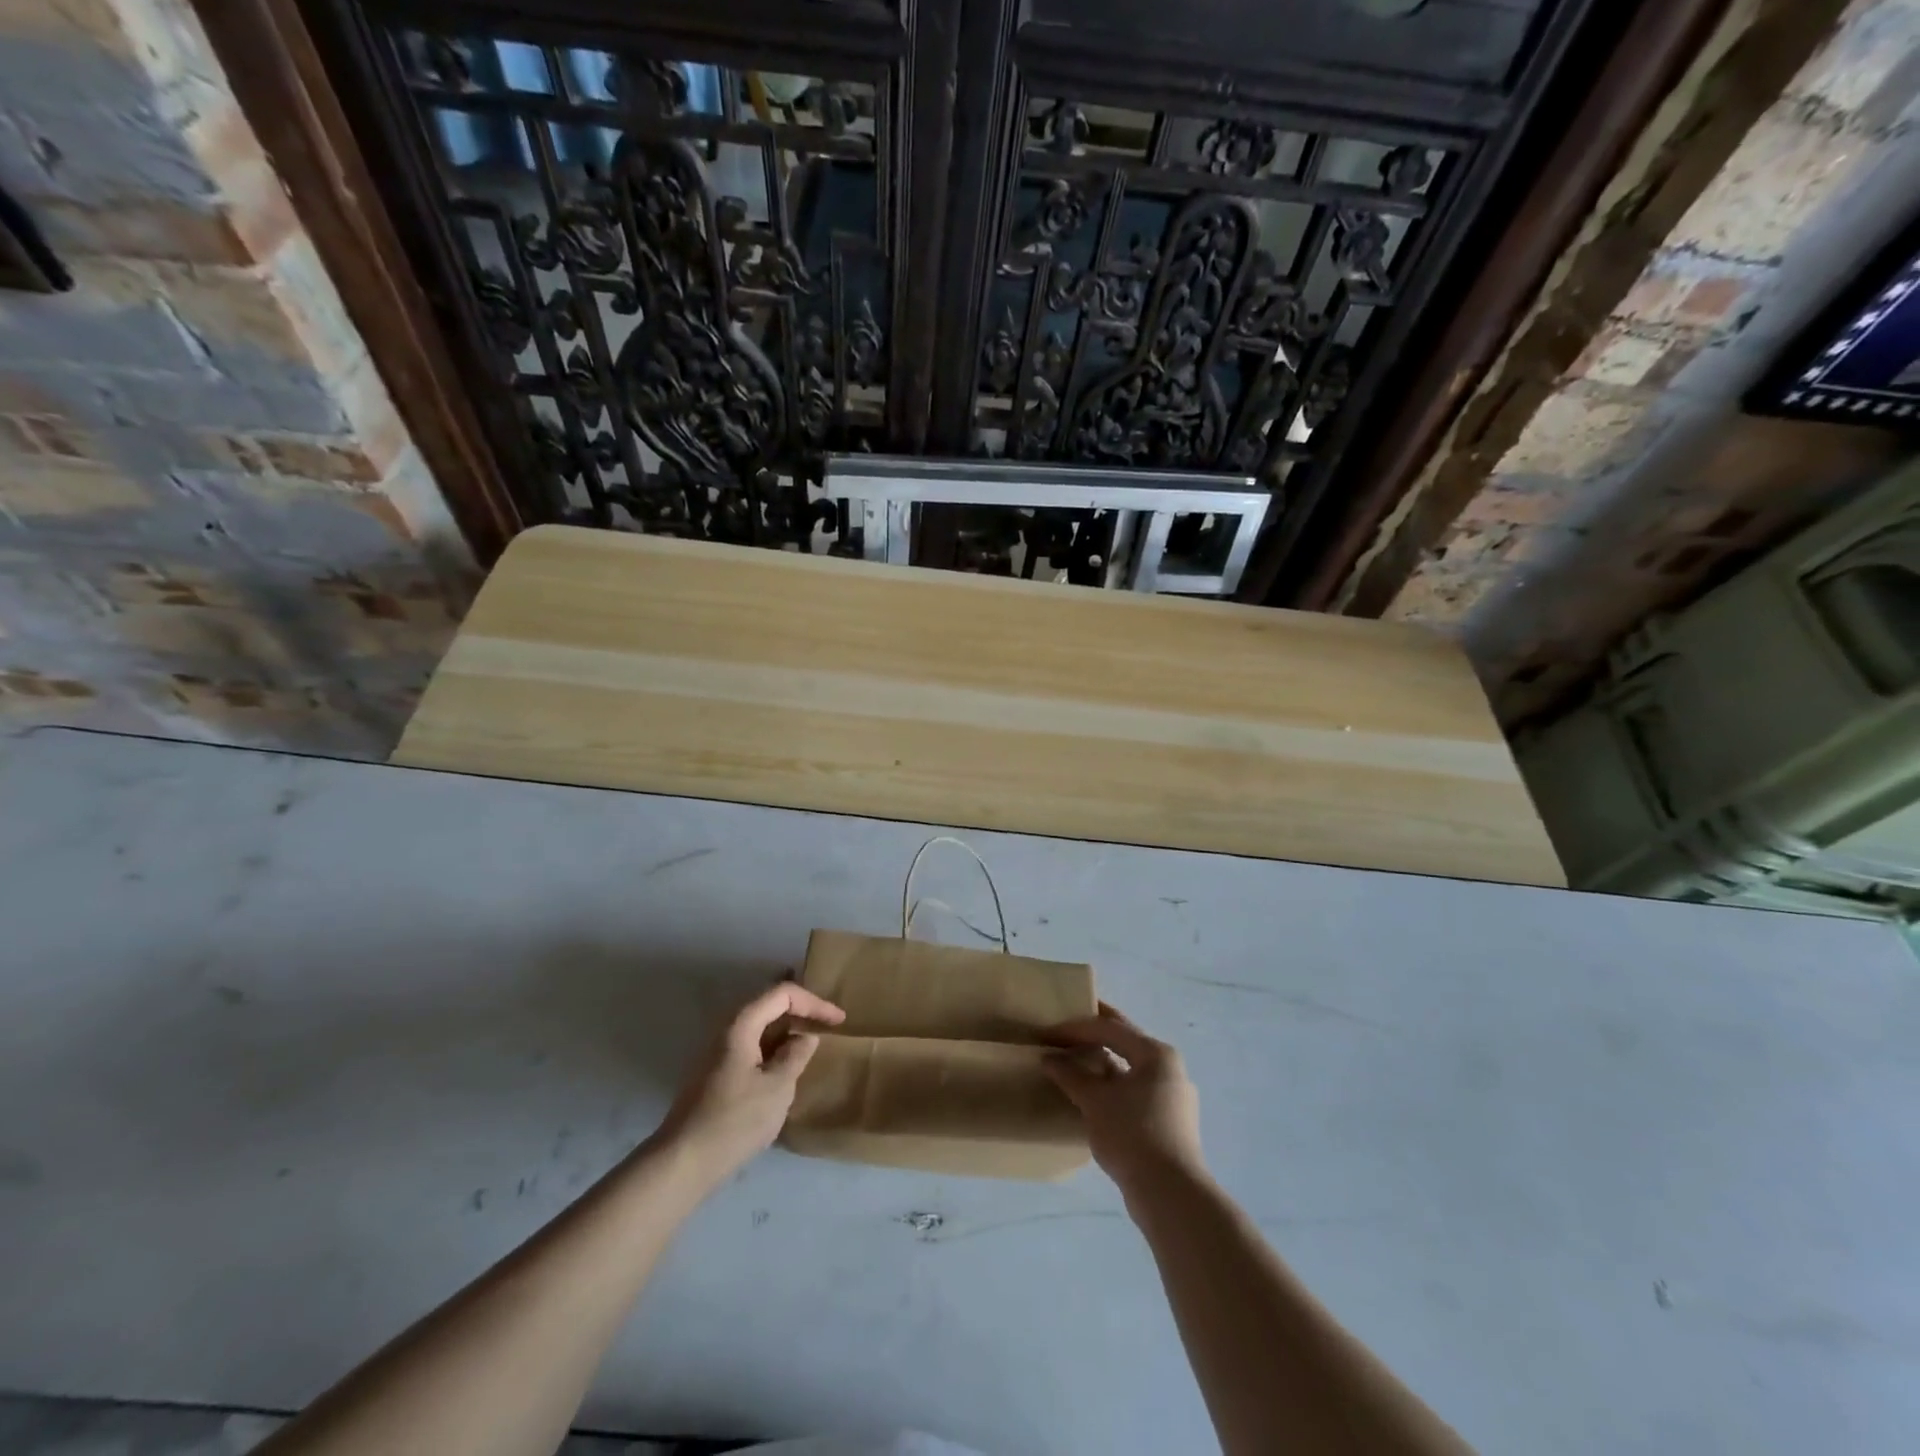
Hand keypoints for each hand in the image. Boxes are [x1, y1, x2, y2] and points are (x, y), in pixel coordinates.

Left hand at [654, 982, 844, 1187]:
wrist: (684, 1163)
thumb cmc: (735, 1121)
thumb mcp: (777, 1087)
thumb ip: (796, 1056)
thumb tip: (806, 1037)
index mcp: (741, 1025)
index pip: (783, 994)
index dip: (814, 1002)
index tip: (839, 1020)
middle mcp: (727, 1031)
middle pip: (769, 1006)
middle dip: (802, 1012)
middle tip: (829, 1026)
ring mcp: (719, 1053)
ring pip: (761, 1029)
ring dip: (788, 1032)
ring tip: (814, 1045)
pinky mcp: (718, 1075)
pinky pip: (753, 1048)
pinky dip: (775, 1050)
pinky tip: (788, 1069)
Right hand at [1045, 1002, 1204, 1194]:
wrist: (1170, 1195)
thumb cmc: (1132, 1134)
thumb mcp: (1094, 1101)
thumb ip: (1070, 1075)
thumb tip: (1048, 1058)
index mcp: (1156, 1053)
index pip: (1111, 1028)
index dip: (1077, 1027)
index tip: (1049, 1032)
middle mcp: (1169, 1068)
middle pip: (1125, 1042)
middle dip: (1095, 1035)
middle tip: (1066, 1027)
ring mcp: (1172, 1096)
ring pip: (1131, 1068)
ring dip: (1103, 1062)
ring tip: (1076, 1061)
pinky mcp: (1169, 1122)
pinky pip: (1135, 1091)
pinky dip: (1113, 1086)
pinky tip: (1094, 1095)